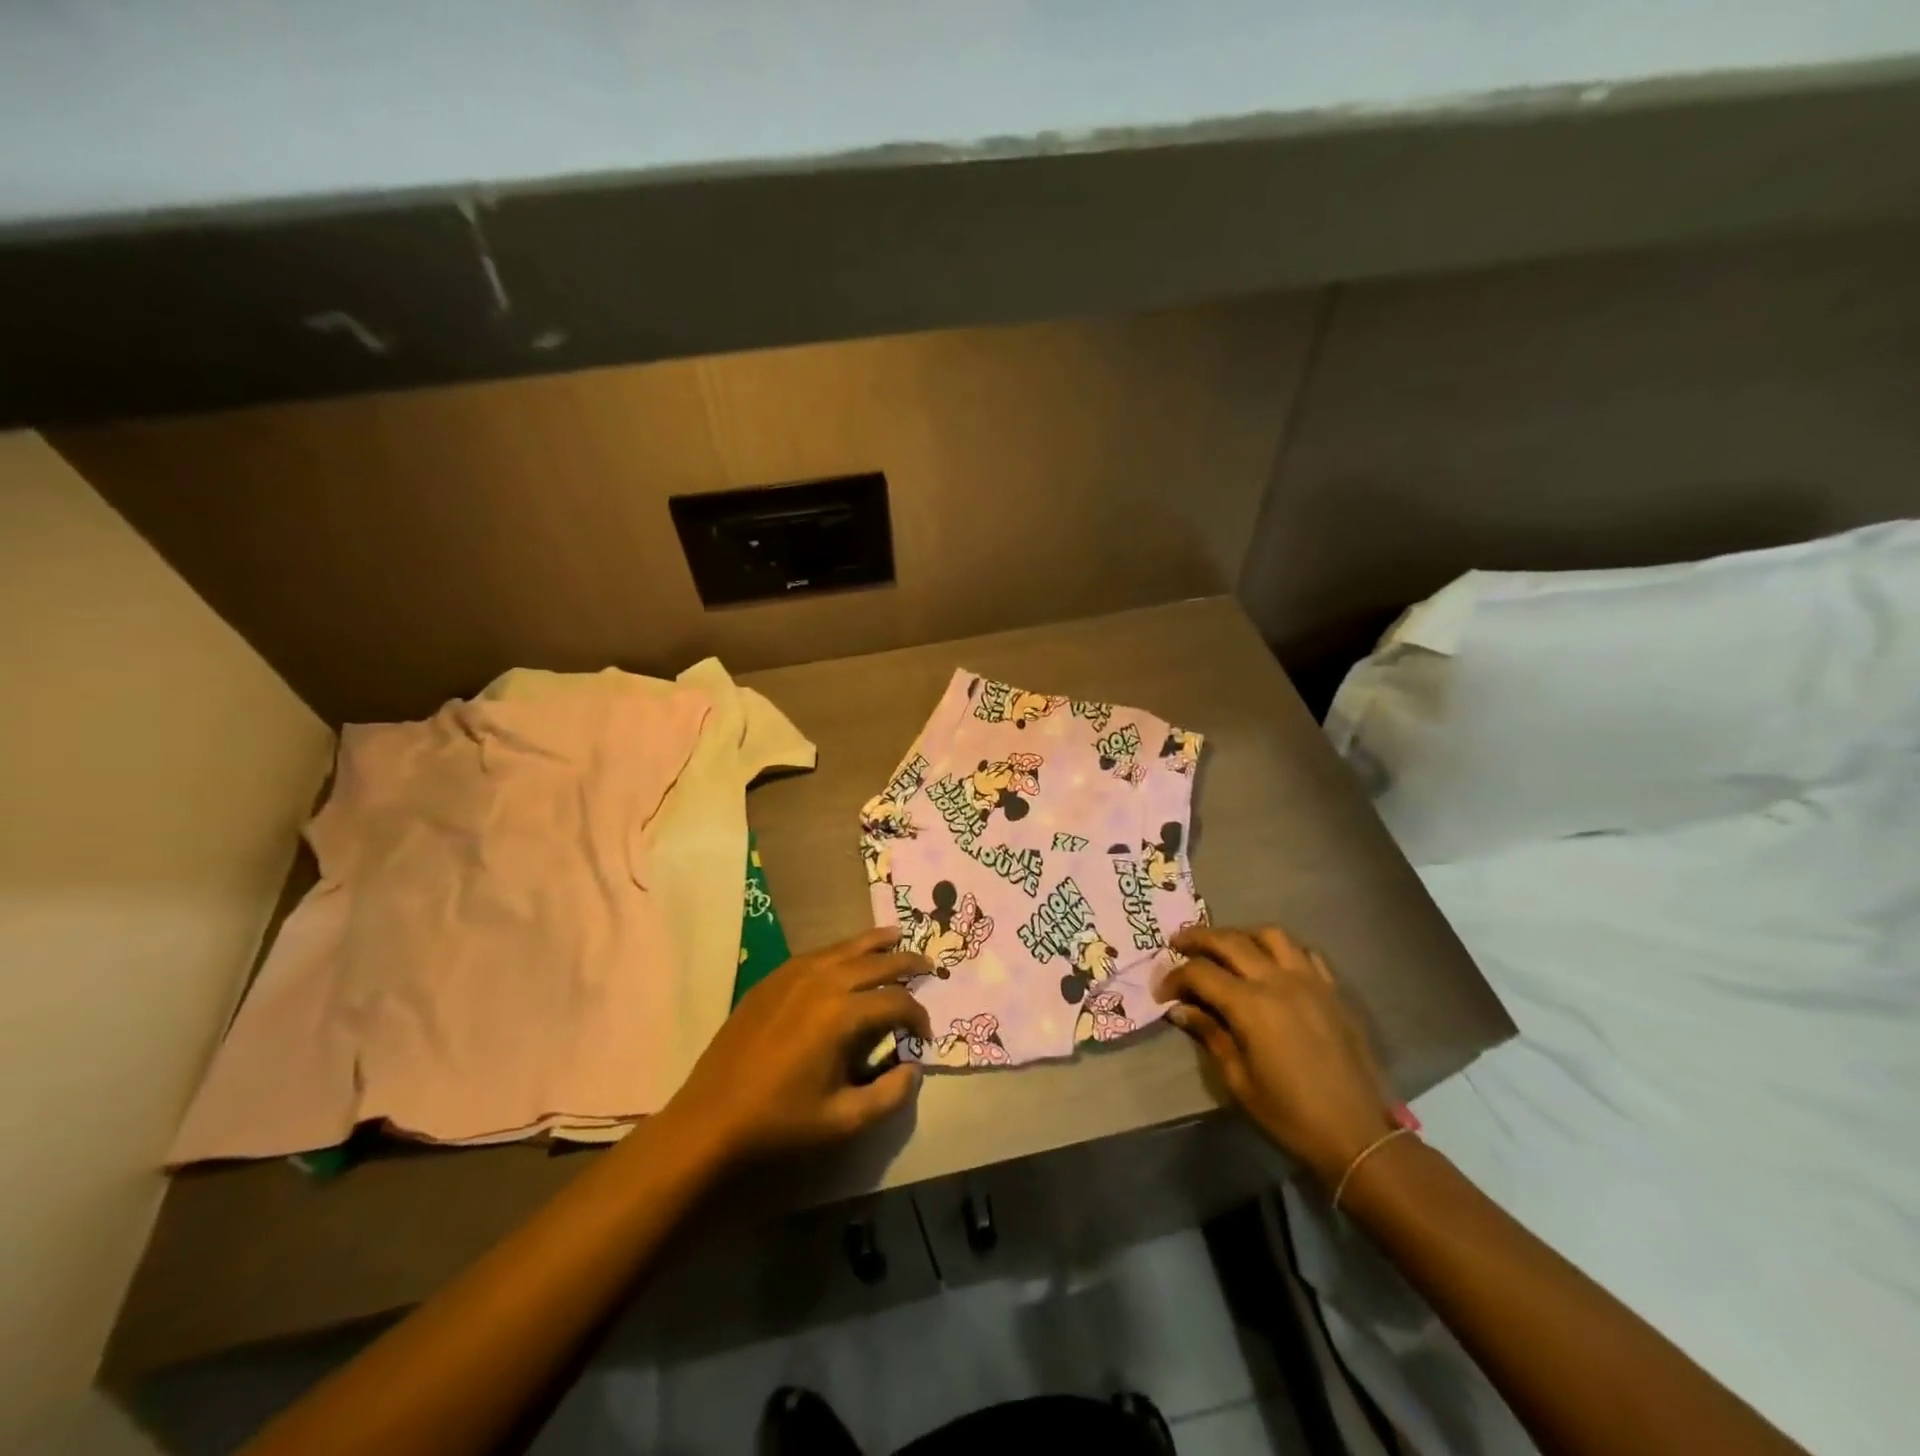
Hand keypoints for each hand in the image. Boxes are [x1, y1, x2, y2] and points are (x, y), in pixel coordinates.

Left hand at [664, 927, 932, 1164]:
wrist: (710, 1122)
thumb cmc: (779, 1124)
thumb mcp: (844, 1121)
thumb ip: (890, 1095)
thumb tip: (914, 1069)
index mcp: (842, 1014)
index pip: (896, 1003)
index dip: (918, 1016)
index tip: (925, 1035)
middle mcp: (822, 981)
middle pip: (876, 961)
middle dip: (907, 963)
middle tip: (929, 965)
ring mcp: (793, 974)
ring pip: (846, 947)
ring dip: (876, 944)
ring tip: (897, 937)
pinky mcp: (772, 979)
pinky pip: (817, 953)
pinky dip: (842, 949)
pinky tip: (848, 955)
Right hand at [1157, 926, 1397, 1187]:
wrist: (1358, 1135)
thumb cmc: (1290, 1114)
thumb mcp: (1238, 1080)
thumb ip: (1209, 1035)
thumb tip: (1179, 1010)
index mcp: (1251, 1005)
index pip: (1200, 973)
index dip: (1174, 977)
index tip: (1162, 993)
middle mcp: (1279, 981)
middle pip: (1229, 940)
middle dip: (1197, 938)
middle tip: (1177, 943)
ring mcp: (1310, 981)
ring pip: (1270, 935)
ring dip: (1241, 935)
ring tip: (1226, 947)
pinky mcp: (1333, 990)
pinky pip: (1304, 953)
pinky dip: (1281, 950)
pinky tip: (1272, 965)